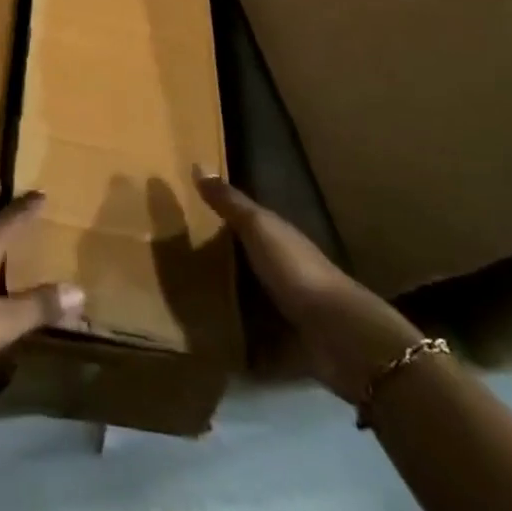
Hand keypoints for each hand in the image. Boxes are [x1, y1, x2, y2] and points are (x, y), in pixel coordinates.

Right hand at [193, 167, 421, 404]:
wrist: (339, 335)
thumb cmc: (296, 270)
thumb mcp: (259, 228)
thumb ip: (230, 203)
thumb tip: (198, 164)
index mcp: (277, 239)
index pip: (244, 222)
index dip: (218, 217)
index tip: (183, 216)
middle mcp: (280, 271)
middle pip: (242, 262)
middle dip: (214, 263)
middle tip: (172, 263)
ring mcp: (282, 311)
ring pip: (245, 301)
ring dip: (221, 304)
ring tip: (180, 304)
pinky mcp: (280, 346)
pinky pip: (249, 341)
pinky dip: (232, 342)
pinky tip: (203, 341)